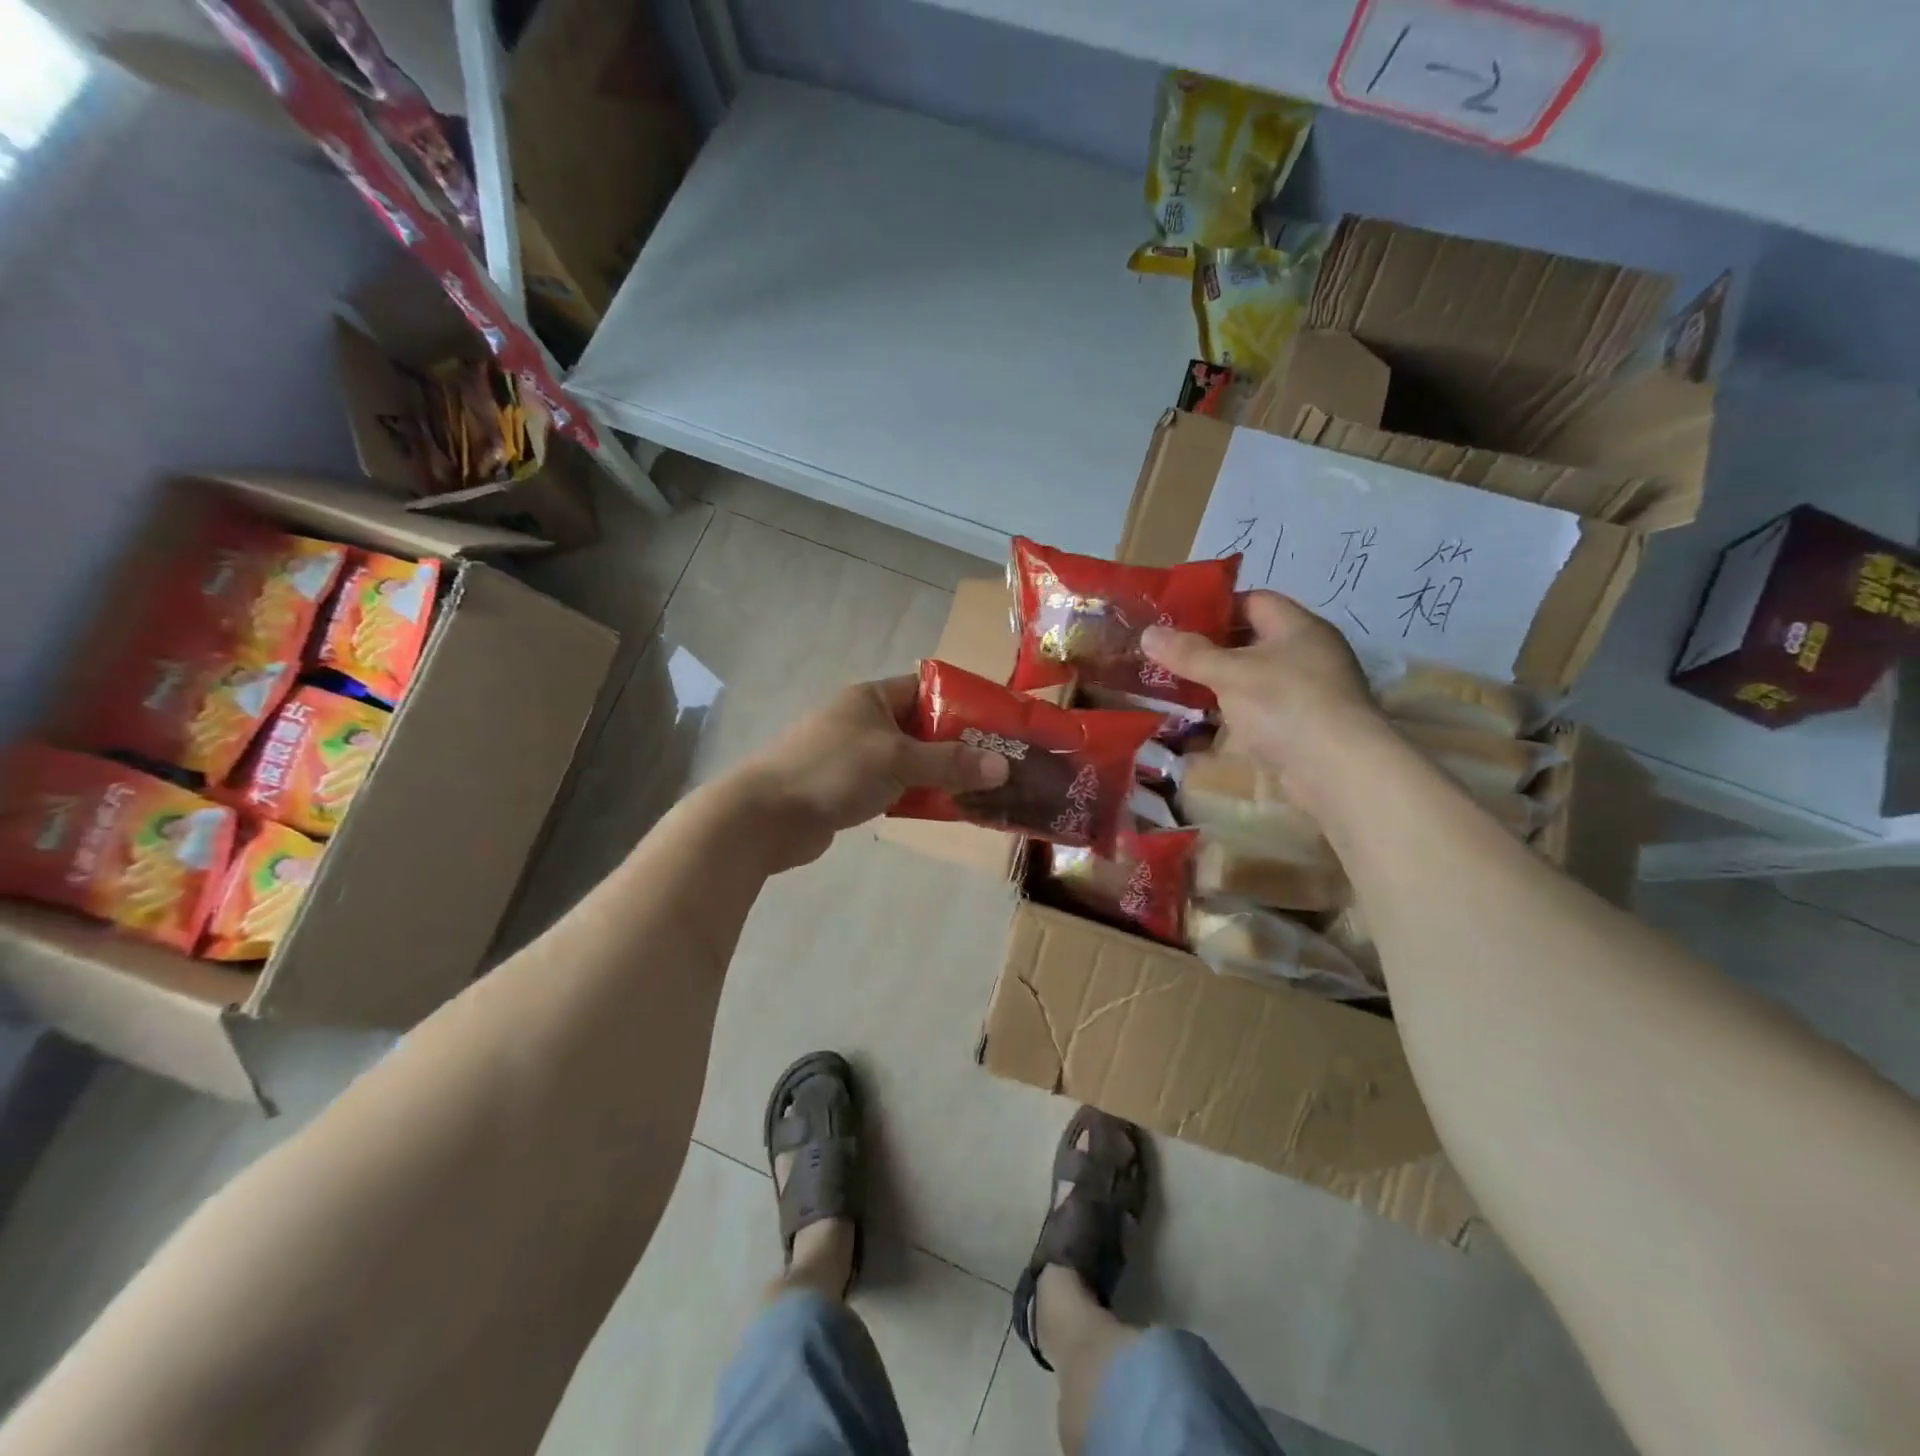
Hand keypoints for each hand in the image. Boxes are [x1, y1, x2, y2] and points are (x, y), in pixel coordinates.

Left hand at [735, 675, 1008, 871]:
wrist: (766, 816)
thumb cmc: (833, 771)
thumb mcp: (898, 760)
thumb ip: (950, 763)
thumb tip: (1003, 768)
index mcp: (872, 698)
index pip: (927, 688)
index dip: (963, 702)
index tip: (998, 724)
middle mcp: (863, 720)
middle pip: (922, 727)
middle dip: (958, 745)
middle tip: (998, 764)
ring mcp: (853, 756)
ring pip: (909, 761)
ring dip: (940, 774)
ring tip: (981, 790)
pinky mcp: (847, 789)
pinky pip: (894, 786)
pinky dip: (917, 795)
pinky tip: (943, 809)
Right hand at [1141, 592, 1384, 805]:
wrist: (1337, 770)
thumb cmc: (1285, 704)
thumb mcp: (1230, 673)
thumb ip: (1189, 654)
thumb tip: (1148, 633)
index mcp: (1297, 628)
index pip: (1254, 601)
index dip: (1215, 607)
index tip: (1177, 620)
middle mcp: (1306, 655)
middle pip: (1251, 642)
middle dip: (1209, 650)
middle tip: (1168, 656)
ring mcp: (1305, 694)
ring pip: (1251, 682)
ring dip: (1217, 687)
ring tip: (1174, 690)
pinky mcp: (1300, 729)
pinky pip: (1257, 715)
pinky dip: (1230, 718)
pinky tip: (1199, 728)